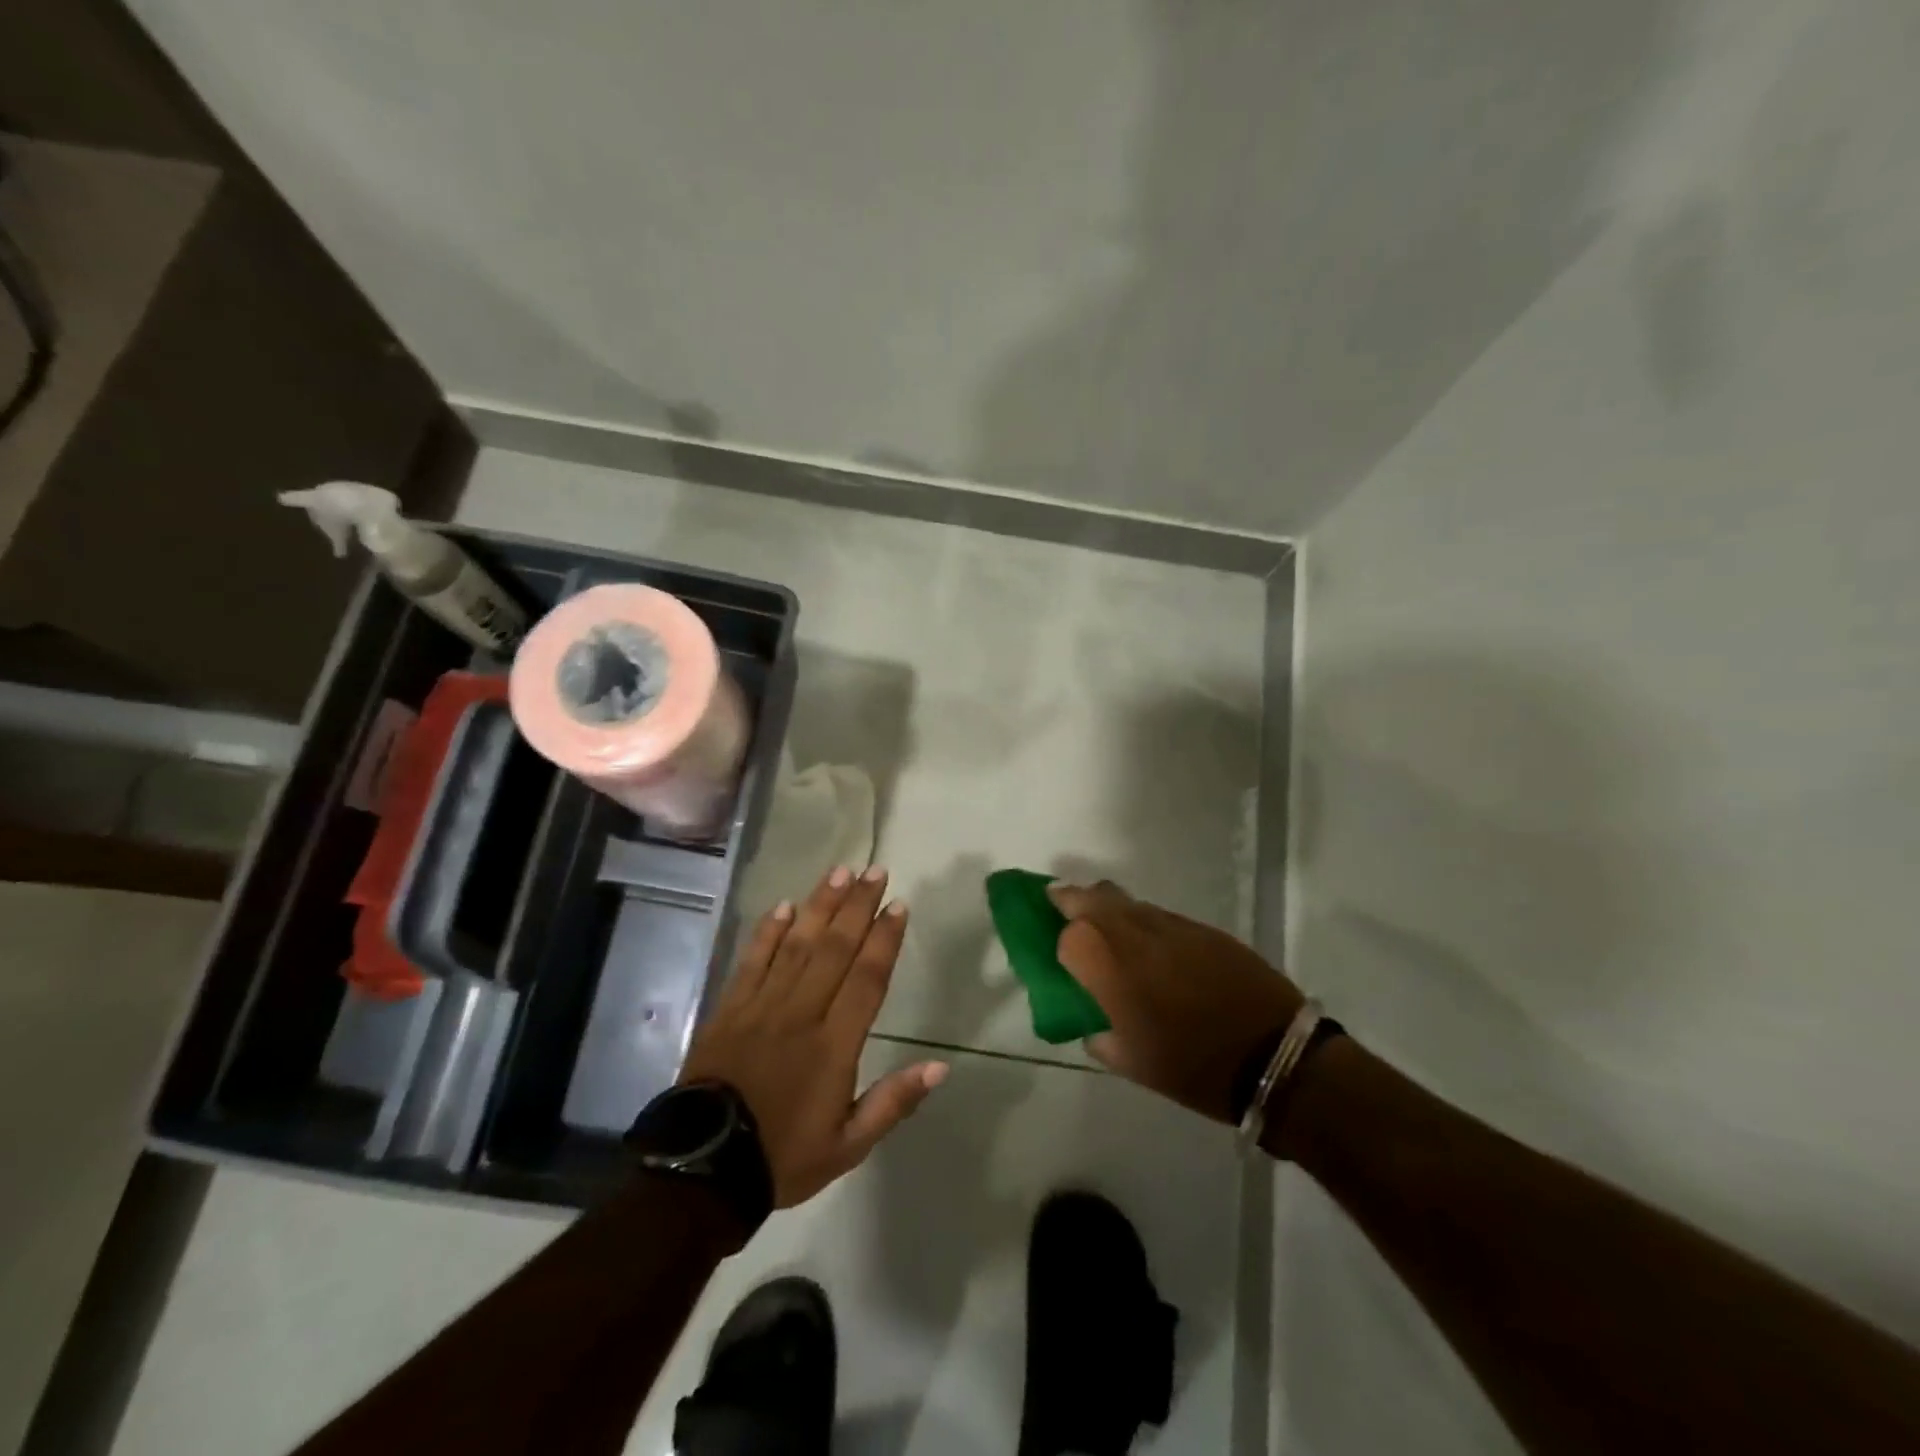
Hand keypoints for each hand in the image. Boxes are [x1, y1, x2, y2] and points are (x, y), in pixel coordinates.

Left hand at [681, 866, 947, 1206]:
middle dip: (857, 906)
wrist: (704, 1170)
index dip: (884, 939)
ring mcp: (762, 1006)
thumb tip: (940, 1067)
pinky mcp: (730, 1008)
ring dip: (820, 905)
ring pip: (797, 944)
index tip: (898, 906)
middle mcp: (801, 1014)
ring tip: (840, 872)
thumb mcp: (848, 1146)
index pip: (866, 979)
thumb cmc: (783, 1156)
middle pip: (835, 949)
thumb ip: (893, 1102)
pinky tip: (784, 906)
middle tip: (875, 871)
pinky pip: (753, 960)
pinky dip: (769, 931)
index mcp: (834, 1046)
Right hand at [1048, 881, 1302, 1122]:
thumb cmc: (1190, 1067)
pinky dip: (1143, 923)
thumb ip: (1099, 1036)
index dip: (1059, 944)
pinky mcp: (1201, 928)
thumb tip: (1092, 1023)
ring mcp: (1169, 924)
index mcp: (1107, 965)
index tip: (1058, 956)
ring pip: (1125, 900)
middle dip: (1071, 901)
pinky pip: (1158, 915)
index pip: (1066, 935)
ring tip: (1108, 931)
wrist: (1273, 1055)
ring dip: (1107, 908)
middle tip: (1063, 911)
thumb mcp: (1130, 1063)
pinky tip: (1153, 949)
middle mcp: (1132, 932)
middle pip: (1090, 898)